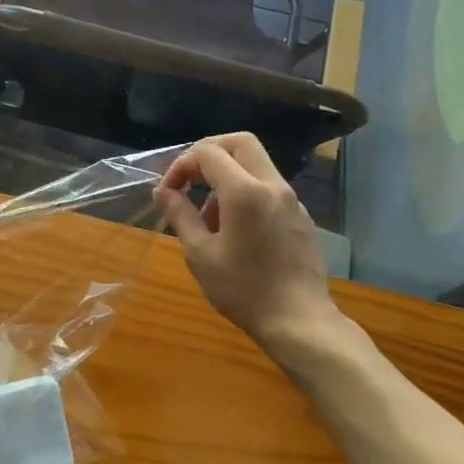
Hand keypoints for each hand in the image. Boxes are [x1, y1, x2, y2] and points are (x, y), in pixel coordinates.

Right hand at [154, 133, 336, 352]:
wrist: (299, 321)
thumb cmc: (243, 289)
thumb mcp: (200, 254)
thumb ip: (180, 215)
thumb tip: (163, 191)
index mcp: (245, 192)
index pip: (208, 153)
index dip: (181, 165)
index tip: (168, 191)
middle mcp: (272, 186)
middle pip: (240, 142)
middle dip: (209, 153)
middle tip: (189, 179)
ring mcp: (291, 200)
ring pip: (256, 165)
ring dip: (227, 176)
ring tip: (208, 218)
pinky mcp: (300, 216)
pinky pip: (269, 188)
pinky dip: (246, 193)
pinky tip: (235, 232)